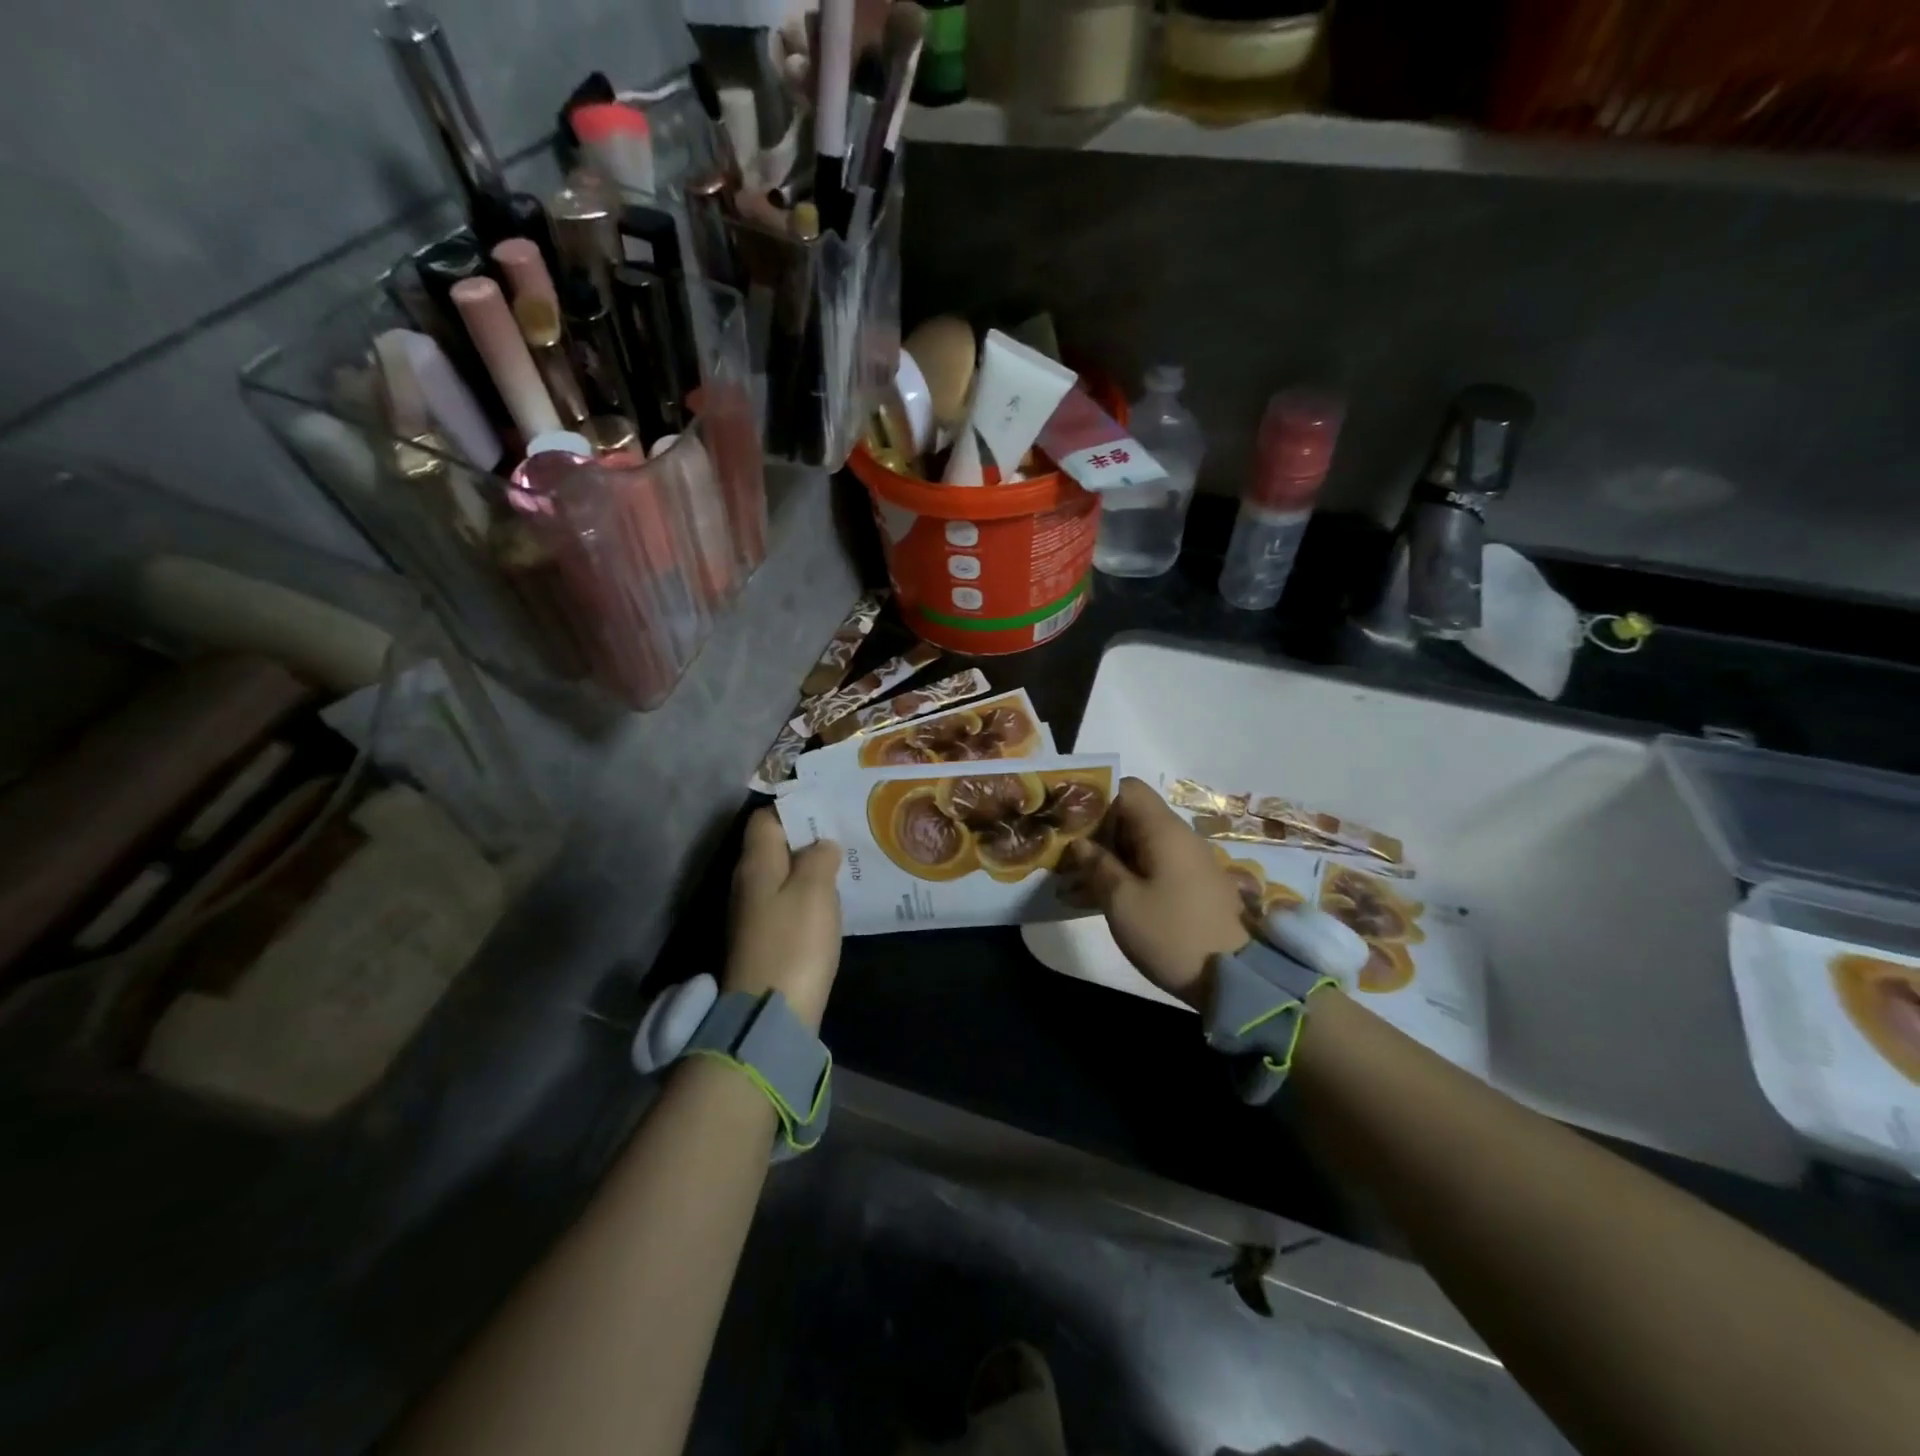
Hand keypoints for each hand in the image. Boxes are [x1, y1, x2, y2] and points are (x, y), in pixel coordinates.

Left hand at [724, 809, 843, 1030]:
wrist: (770, 1014)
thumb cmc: (794, 942)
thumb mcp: (814, 890)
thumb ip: (819, 858)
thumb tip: (821, 845)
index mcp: (756, 863)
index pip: (766, 819)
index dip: (795, 809)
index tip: (829, 809)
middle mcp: (748, 882)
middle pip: (775, 846)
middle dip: (808, 837)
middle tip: (846, 834)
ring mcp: (754, 913)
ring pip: (783, 875)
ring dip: (811, 868)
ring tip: (847, 863)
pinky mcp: (765, 939)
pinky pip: (788, 902)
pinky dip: (809, 896)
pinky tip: (834, 902)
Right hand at [1059, 777, 1249, 1008]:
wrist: (1237, 980)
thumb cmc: (1173, 934)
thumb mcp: (1123, 902)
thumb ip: (1098, 866)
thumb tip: (1080, 843)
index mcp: (1163, 830)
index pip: (1127, 789)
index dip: (1095, 800)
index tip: (1068, 822)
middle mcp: (1178, 838)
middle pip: (1130, 817)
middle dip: (1094, 834)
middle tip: (1062, 858)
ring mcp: (1187, 864)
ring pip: (1137, 846)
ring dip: (1106, 860)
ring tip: (1070, 884)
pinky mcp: (1190, 888)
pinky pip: (1150, 868)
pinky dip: (1124, 876)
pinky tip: (1096, 900)